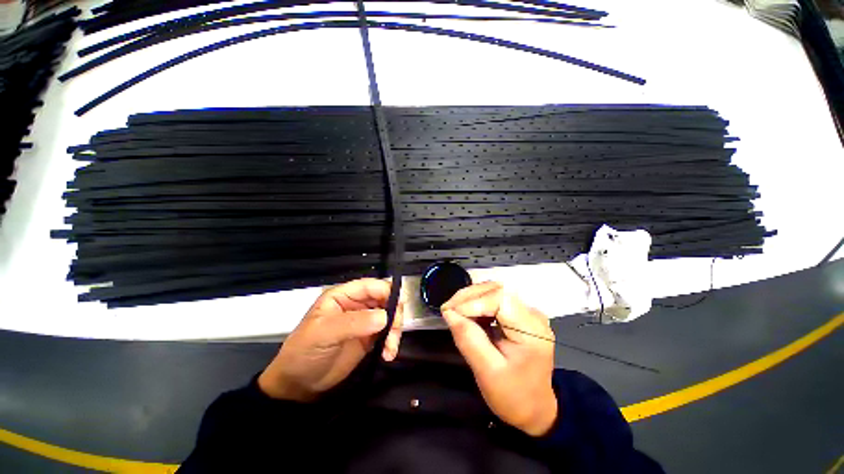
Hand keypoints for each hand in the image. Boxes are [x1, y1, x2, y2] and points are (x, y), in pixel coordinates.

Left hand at [258, 278, 402, 400]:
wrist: (299, 385)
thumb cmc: (305, 352)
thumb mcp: (324, 333)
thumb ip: (354, 322)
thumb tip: (384, 317)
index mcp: (343, 295)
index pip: (370, 286)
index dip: (386, 292)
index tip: (398, 306)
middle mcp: (356, 304)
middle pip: (385, 298)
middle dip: (394, 312)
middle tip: (395, 330)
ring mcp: (365, 320)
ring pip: (390, 315)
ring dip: (395, 329)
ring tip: (390, 348)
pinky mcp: (370, 337)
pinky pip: (388, 332)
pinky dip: (392, 341)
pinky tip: (388, 354)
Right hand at [441, 282, 556, 435]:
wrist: (534, 408)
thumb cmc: (513, 396)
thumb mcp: (487, 372)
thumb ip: (468, 339)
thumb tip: (449, 312)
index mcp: (531, 330)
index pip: (500, 299)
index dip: (473, 302)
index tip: (451, 313)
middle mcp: (533, 315)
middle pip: (497, 290)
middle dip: (468, 296)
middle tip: (448, 309)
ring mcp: (527, 313)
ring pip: (494, 291)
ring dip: (471, 298)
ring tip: (454, 311)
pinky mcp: (519, 314)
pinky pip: (495, 299)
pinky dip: (477, 303)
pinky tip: (466, 313)